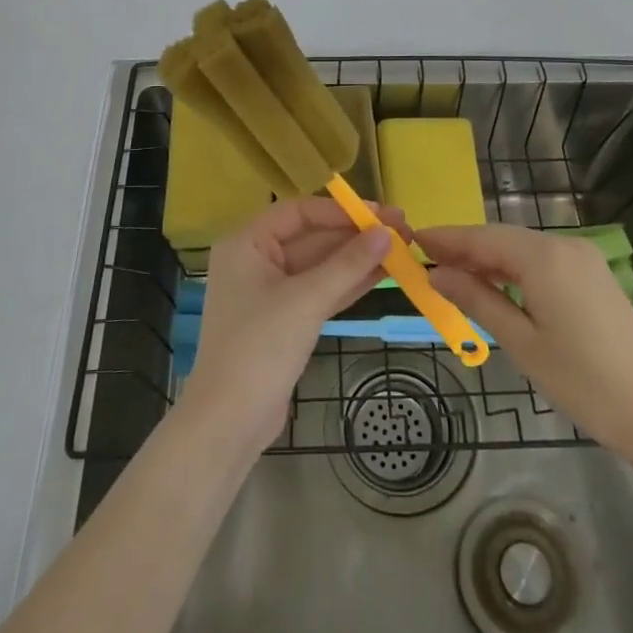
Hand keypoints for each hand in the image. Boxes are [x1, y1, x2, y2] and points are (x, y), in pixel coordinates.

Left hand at [182, 197, 406, 452]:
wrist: (230, 422)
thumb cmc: (260, 347)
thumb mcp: (306, 300)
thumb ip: (347, 264)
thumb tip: (387, 232)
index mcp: (247, 243)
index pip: (299, 212)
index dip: (341, 211)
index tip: (380, 214)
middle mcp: (256, 260)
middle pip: (312, 237)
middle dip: (355, 235)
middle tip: (402, 230)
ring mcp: (270, 292)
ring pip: (320, 266)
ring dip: (357, 258)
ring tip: (401, 249)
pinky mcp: (285, 320)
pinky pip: (320, 291)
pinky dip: (348, 283)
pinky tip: (382, 274)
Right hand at [421, 224, 632, 464]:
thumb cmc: (583, 381)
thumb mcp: (521, 343)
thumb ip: (477, 300)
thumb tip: (438, 274)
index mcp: (544, 257)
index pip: (482, 237)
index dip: (446, 238)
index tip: (412, 239)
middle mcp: (564, 246)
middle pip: (502, 238)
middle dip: (464, 248)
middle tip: (425, 261)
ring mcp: (583, 259)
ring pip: (523, 249)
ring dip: (489, 259)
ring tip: (453, 275)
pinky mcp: (594, 276)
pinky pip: (543, 261)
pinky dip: (514, 269)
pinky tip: (496, 285)